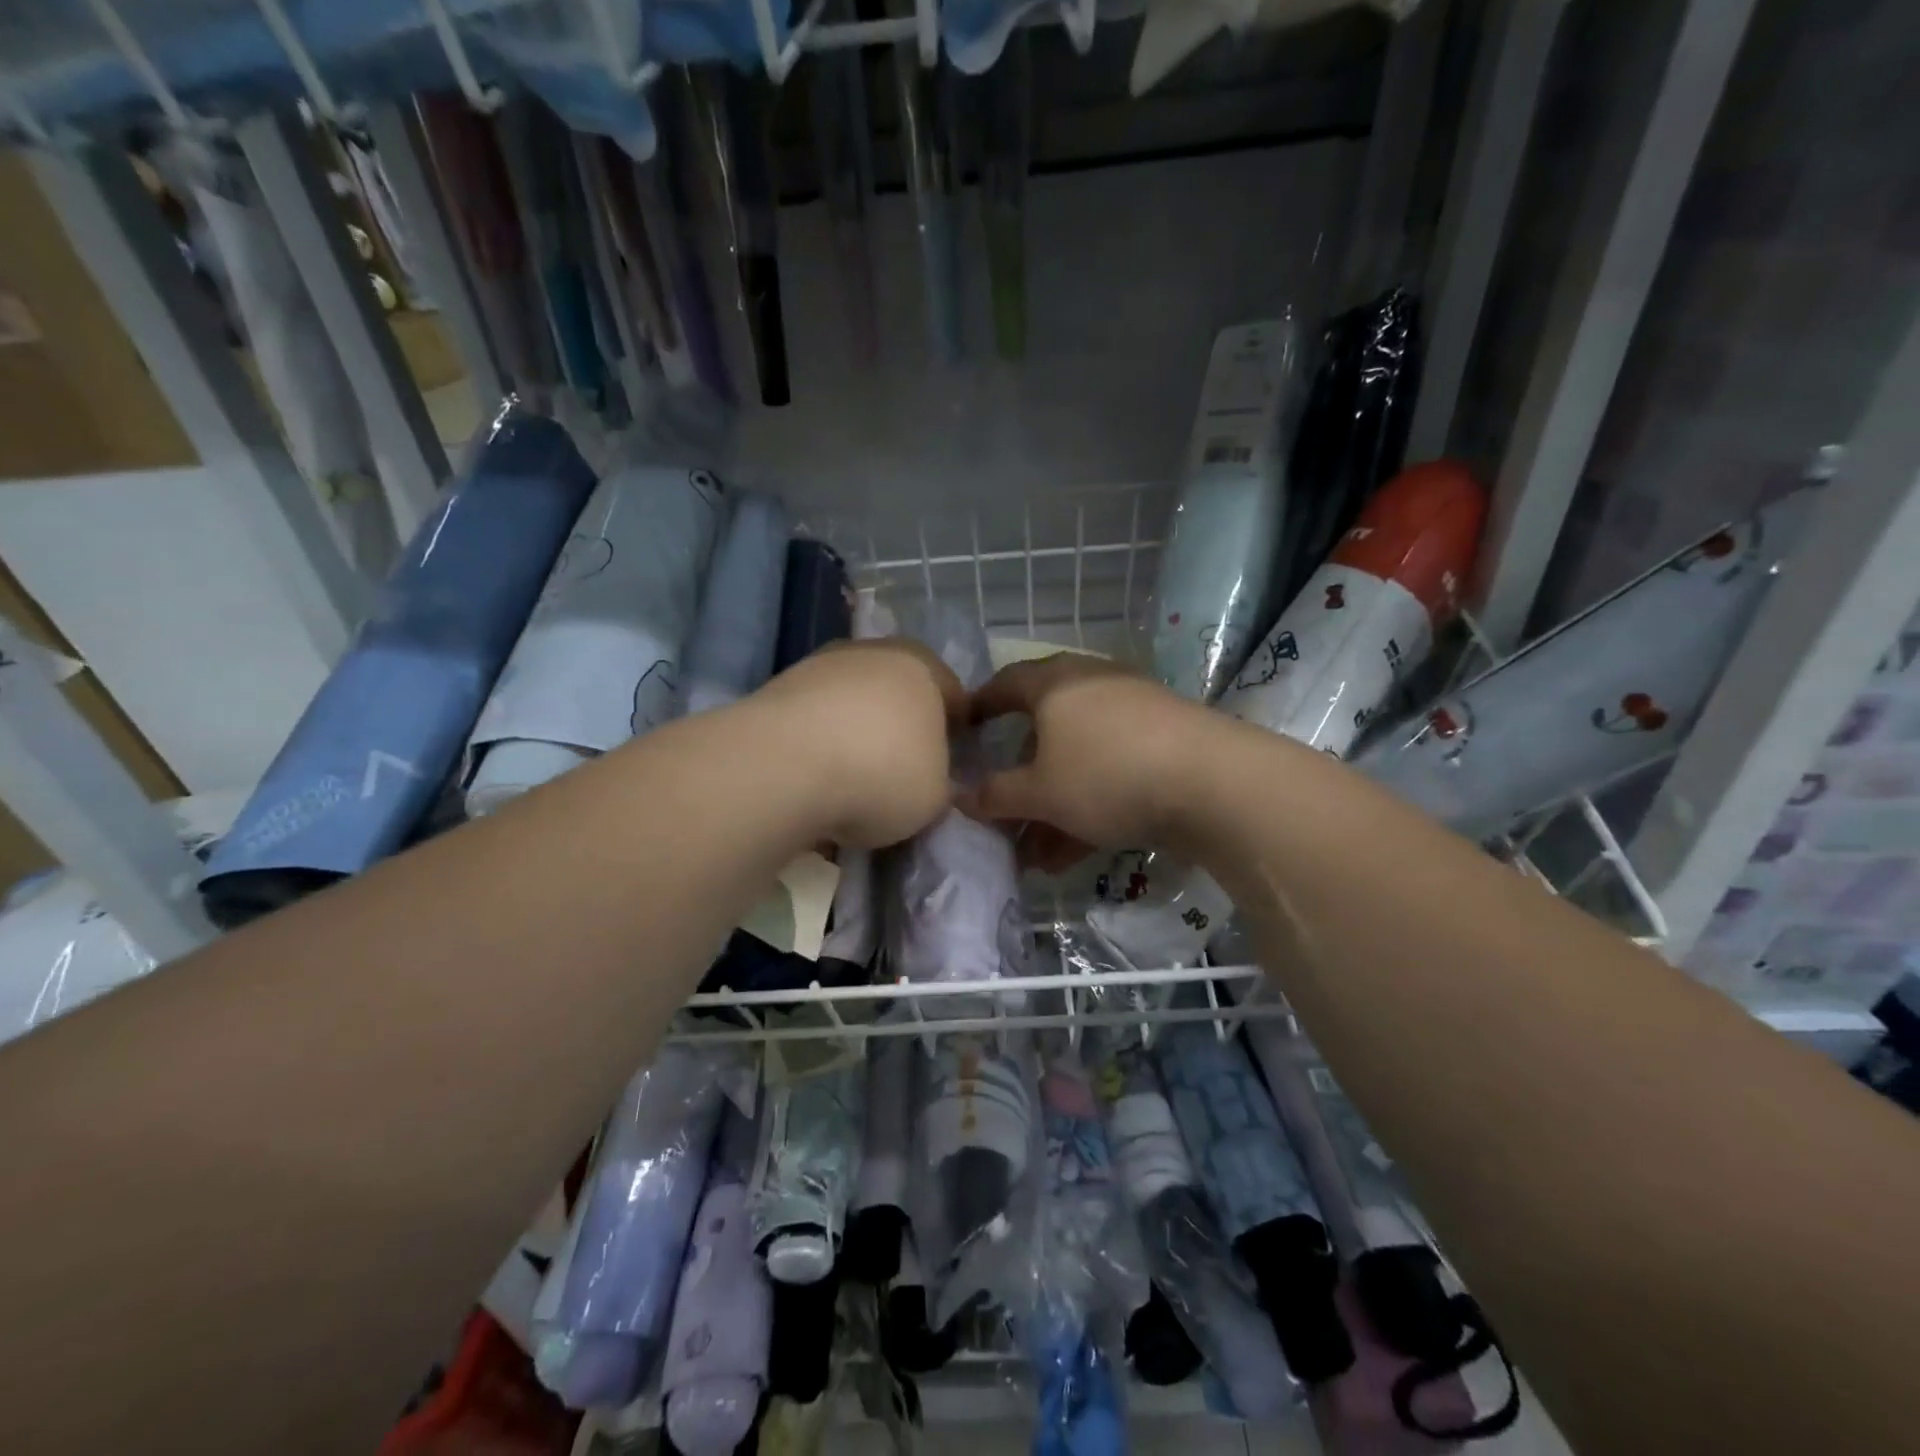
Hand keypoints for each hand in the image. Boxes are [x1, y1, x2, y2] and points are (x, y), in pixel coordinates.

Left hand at [753, 638, 966, 848]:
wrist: (785, 766)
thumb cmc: (882, 774)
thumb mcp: (935, 796)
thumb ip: (939, 782)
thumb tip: (928, 780)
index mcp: (924, 667)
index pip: (954, 697)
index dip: (954, 733)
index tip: (948, 766)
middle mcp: (874, 652)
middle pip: (898, 693)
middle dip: (901, 728)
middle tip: (900, 772)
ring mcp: (822, 664)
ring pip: (853, 702)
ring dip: (856, 733)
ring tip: (851, 780)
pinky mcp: (779, 686)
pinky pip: (815, 717)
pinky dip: (820, 741)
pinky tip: (816, 776)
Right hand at [962, 654, 1204, 865]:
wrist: (1214, 783)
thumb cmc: (1107, 774)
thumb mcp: (1041, 792)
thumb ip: (996, 795)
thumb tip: (959, 795)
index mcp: (1056, 684)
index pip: (1005, 683)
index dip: (981, 706)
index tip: (963, 729)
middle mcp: (1093, 687)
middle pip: (1043, 730)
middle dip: (1020, 778)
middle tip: (1002, 810)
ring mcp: (1133, 714)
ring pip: (1078, 760)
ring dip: (1053, 806)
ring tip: (1034, 855)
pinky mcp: (1165, 743)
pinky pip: (1111, 772)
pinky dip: (1088, 806)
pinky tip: (1072, 854)